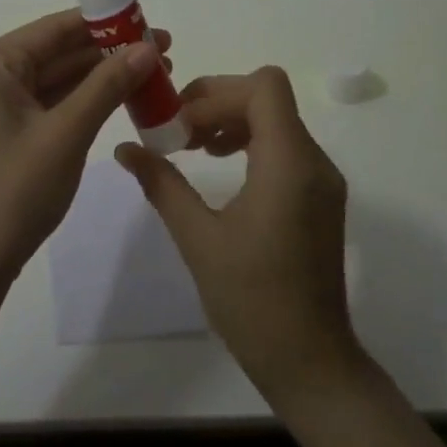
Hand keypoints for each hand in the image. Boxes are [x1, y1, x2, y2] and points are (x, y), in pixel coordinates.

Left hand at [0, 10, 170, 295]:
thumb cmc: (14, 192)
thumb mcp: (67, 133)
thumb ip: (107, 85)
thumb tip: (148, 47)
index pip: (54, 29)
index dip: (105, 23)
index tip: (150, 22)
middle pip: (55, 52)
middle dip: (108, 53)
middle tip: (163, 51)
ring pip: (53, 80)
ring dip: (99, 78)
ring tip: (153, 74)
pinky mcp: (0, 132)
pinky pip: (46, 104)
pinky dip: (81, 102)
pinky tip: (119, 99)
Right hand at [116, 66, 361, 402]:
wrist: (309, 360)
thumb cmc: (252, 300)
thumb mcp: (197, 238)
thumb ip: (162, 184)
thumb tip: (125, 149)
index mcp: (289, 164)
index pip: (264, 86)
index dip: (217, 92)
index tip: (179, 121)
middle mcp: (314, 161)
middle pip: (268, 97)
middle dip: (218, 102)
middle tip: (176, 130)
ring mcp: (322, 179)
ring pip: (277, 119)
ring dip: (232, 120)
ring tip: (192, 147)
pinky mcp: (320, 196)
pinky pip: (285, 146)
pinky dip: (249, 141)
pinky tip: (219, 167)